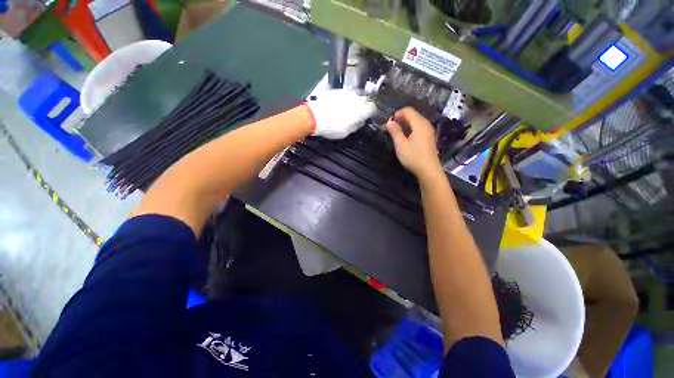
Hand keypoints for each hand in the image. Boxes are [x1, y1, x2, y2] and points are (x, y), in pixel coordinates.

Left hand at [306, 89, 375, 138]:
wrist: (314, 116)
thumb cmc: (332, 127)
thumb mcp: (347, 132)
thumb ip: (357, 125)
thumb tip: (361, 121)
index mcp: (360, 110)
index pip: (372, 108)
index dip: (371, 112)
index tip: (367, 116)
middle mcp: (356, 98)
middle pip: (365, 99)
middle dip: (364, 105)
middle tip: (359, 113)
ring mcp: (346, 92)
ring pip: (356, 95)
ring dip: (355, 101)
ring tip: (349, 109)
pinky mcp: (337, 90)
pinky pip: (346, 94)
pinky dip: (346, 99)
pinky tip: (340, 105)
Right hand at [386, 107, 442, 179]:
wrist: (429, 170)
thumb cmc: (413, 157)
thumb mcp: (401, 145)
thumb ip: (395, 132)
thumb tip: (389, 122)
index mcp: (419, 124)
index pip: (408, 110)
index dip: (397, 114)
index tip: (388, 123)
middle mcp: (426, 124)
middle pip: (413, 115)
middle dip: (400, 119)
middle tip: (390, 128)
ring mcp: (429, 131)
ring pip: (416, 121)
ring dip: (405, 124)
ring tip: (396, 133)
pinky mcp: (429, 137)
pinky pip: (419, 127)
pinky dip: (411, 129)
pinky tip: (405, 138)